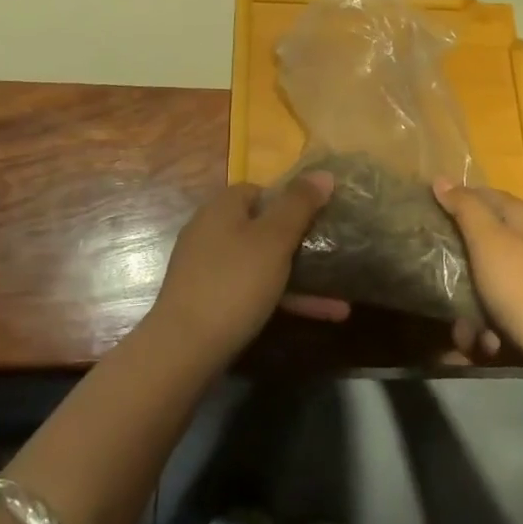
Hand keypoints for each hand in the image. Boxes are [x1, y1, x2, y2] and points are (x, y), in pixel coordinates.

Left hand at [149, 174, 343, 364]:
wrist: (183, 350)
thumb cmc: (234, 283)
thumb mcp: (274, 239)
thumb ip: (299, 204)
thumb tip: (323, 173)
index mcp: (222, 207)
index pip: (261, 190)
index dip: (291, 201)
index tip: (319, 218)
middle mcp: (211, 230)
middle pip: (262, 228)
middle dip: (301, 244)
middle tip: (333, 255)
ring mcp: (208, 268)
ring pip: (262, 263)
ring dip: (300, 278)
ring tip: (340, 298)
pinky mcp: (209, 301)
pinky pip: (253, 290)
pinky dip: (282, 298)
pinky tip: (318, 315)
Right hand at [435, 180, 522, 386]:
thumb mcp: (489, 242)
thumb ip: (464, 208)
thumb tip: (440, 178)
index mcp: (518, 216)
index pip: (476, 194)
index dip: (448, 202)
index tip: (420, 219)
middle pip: (477, 239)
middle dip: (454, 264)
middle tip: (432, 278)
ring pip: (482, 280)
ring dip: (467, 306)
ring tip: (462, 330)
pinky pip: (497, 309)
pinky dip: (486, 325)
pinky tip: (485, 343)